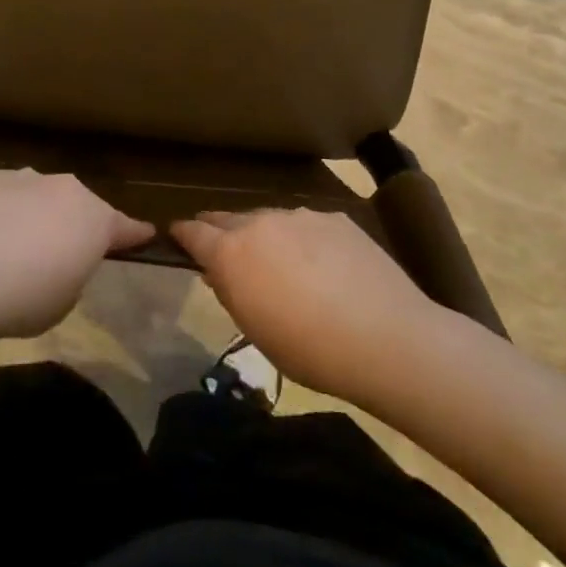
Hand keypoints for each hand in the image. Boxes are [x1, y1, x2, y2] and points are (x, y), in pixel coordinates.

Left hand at [0, 169, 153, 339]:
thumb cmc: (25, 299)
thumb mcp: (66, 300)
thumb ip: (73, 273)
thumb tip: (61, 260)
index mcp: (95, 220)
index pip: (125, 227)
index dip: (135, 235)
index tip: (147, 235)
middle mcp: (66, 189)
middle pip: (81, 206)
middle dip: (77, 224)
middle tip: (64, 252)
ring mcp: (27, 178)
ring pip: (43, 195)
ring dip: (40, 214)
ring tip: (19, 246)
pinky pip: (9, 195)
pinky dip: (7, 210)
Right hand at [171, 209, 436, 405]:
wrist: (388, 339)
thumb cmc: (311, 350)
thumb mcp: (256, 331)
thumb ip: (232, 293)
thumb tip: (219, 272)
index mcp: (232, 252)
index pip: (193, 231)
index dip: (182, 234)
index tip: (176, 237)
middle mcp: (260, 222)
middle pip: (228, 218)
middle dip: (220, 232)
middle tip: (224, 252)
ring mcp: (300, 216)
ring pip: (268, 219)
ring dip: (264, 236)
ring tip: (280, 263)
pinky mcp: (334, 218)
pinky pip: (305, 225)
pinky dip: (302, 239)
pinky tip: (323, 266)